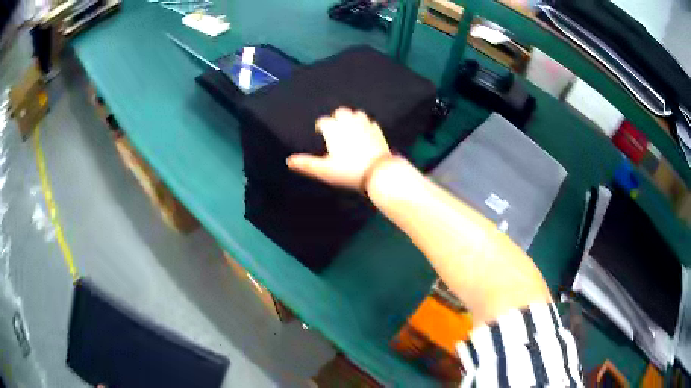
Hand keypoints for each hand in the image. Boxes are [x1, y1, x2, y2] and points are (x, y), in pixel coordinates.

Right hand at [287, 107, 391, 189]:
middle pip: (341, 112)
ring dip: (352, 118)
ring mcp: (365, 125)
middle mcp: (349, 122)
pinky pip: (370, 122)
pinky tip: (366, 132)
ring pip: (357, 113)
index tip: (320, 133)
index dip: (321, 126)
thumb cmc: (348, 171)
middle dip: (336, 118)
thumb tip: (288, 160)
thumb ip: (307, 164)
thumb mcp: (324, 170)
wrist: (378, 172)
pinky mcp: (378, 131)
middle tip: (336, 129)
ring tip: (350, 128)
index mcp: (334, 129)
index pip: (324, 121)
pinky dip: (366, 125)